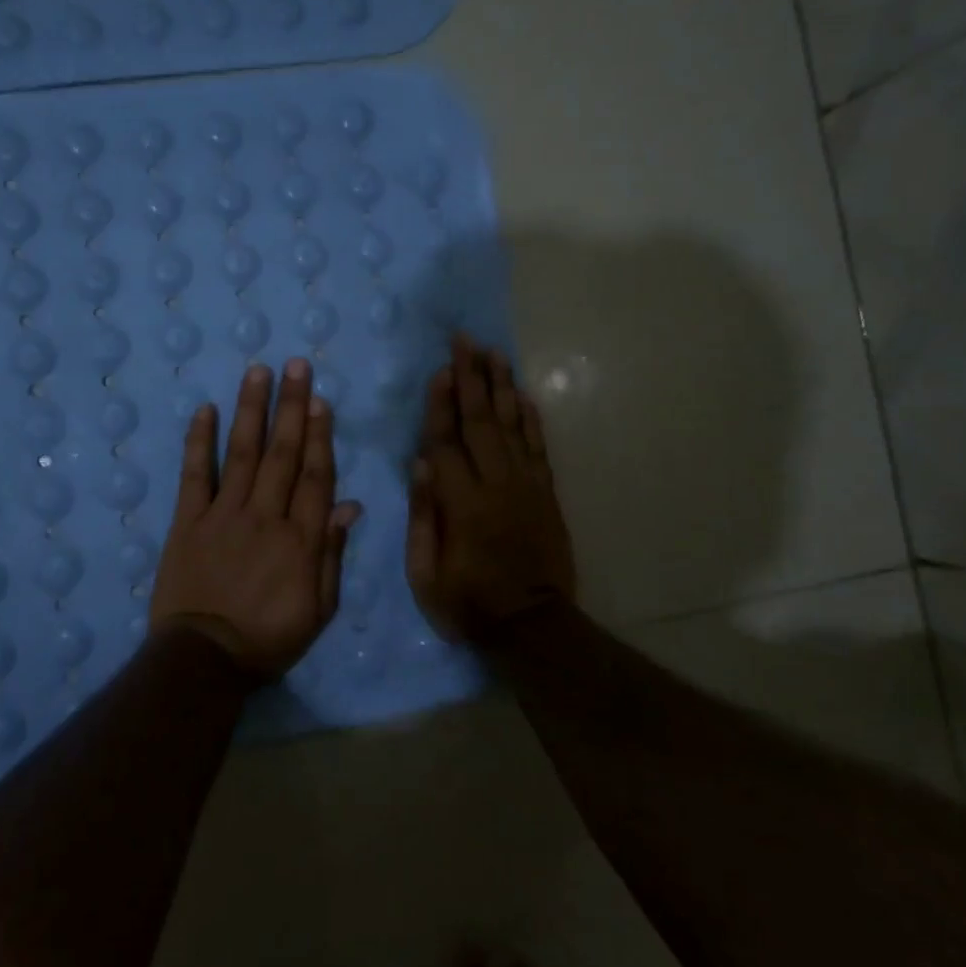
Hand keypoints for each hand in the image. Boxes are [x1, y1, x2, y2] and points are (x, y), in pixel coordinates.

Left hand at [151, 358, 362, 677]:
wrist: (204, 661)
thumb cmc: (269, 639)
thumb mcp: (318, 610)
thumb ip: (332, 555)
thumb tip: (349, 506)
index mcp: (300, 539)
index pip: (315, 476)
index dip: (319, 435)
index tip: (320, 400)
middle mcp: (265, 516)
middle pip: (282, 453)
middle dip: (291, 406)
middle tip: (296, 365)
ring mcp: (223, 515)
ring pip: (242, 453)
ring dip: (251, 410)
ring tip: (258, 371)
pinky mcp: (188, 522)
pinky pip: (194, 475)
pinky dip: (198, 442)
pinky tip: (204, 410)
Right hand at [407, 336, 576, 639]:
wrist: (533, 626)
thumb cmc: (469, 603)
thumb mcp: (426, 573)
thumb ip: (423, 516)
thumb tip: (419, 463)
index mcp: (461, 503)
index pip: (446, 441)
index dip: (440, 403)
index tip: (439, 368)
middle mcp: (496, 484)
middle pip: (481, 421)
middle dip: (472, 377)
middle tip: (466, 341)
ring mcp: (526, 486)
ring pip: (513, 425)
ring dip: (503, 387)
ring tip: (495, 353)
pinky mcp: (546, 493)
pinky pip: (539, 447)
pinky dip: (532, 418)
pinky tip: (524, 394)